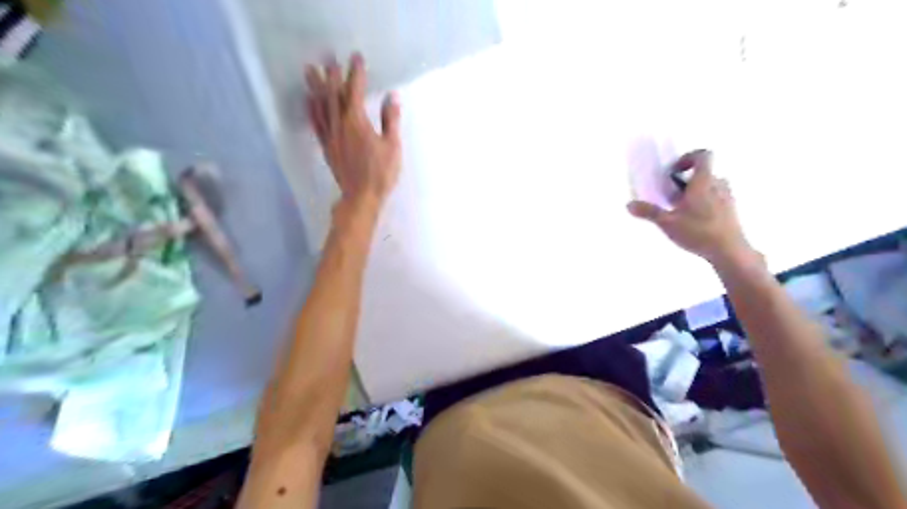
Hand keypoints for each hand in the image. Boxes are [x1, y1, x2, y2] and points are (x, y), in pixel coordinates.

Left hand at [306, 52, 400, 210]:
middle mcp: (339, 125)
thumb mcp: (392, 147)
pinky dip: (312, 109)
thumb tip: (392, 97)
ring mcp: (330, 136)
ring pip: (320, 106)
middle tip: (328, 58)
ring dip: (315, 87)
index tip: (356, 57)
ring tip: (309, 70)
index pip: (355, 92)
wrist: (361, 197)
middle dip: (332, 75)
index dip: (355, 73)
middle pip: (333, 95)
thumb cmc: (381, 173)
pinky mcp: (326, 147)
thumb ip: (390, 121)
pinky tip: (309, 101)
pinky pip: (316, 124)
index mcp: (356, 123)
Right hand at [625, 148, 759, 268]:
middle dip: (687, 180)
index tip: (674, 171)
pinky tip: (693, 220)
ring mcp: (728, 197)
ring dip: (696, 192)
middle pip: (704, 172)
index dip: (688, 158)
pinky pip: (716, 198)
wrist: (729, 251)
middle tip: (672, 195)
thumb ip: (648, 212)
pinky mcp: (731, 210)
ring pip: (711, 186)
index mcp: (703, 181)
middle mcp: (718, 184)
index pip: (703, 155)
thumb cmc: (698, 231)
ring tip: (681, 209)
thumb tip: (629, 205)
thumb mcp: (667, 222)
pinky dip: (704, 203)